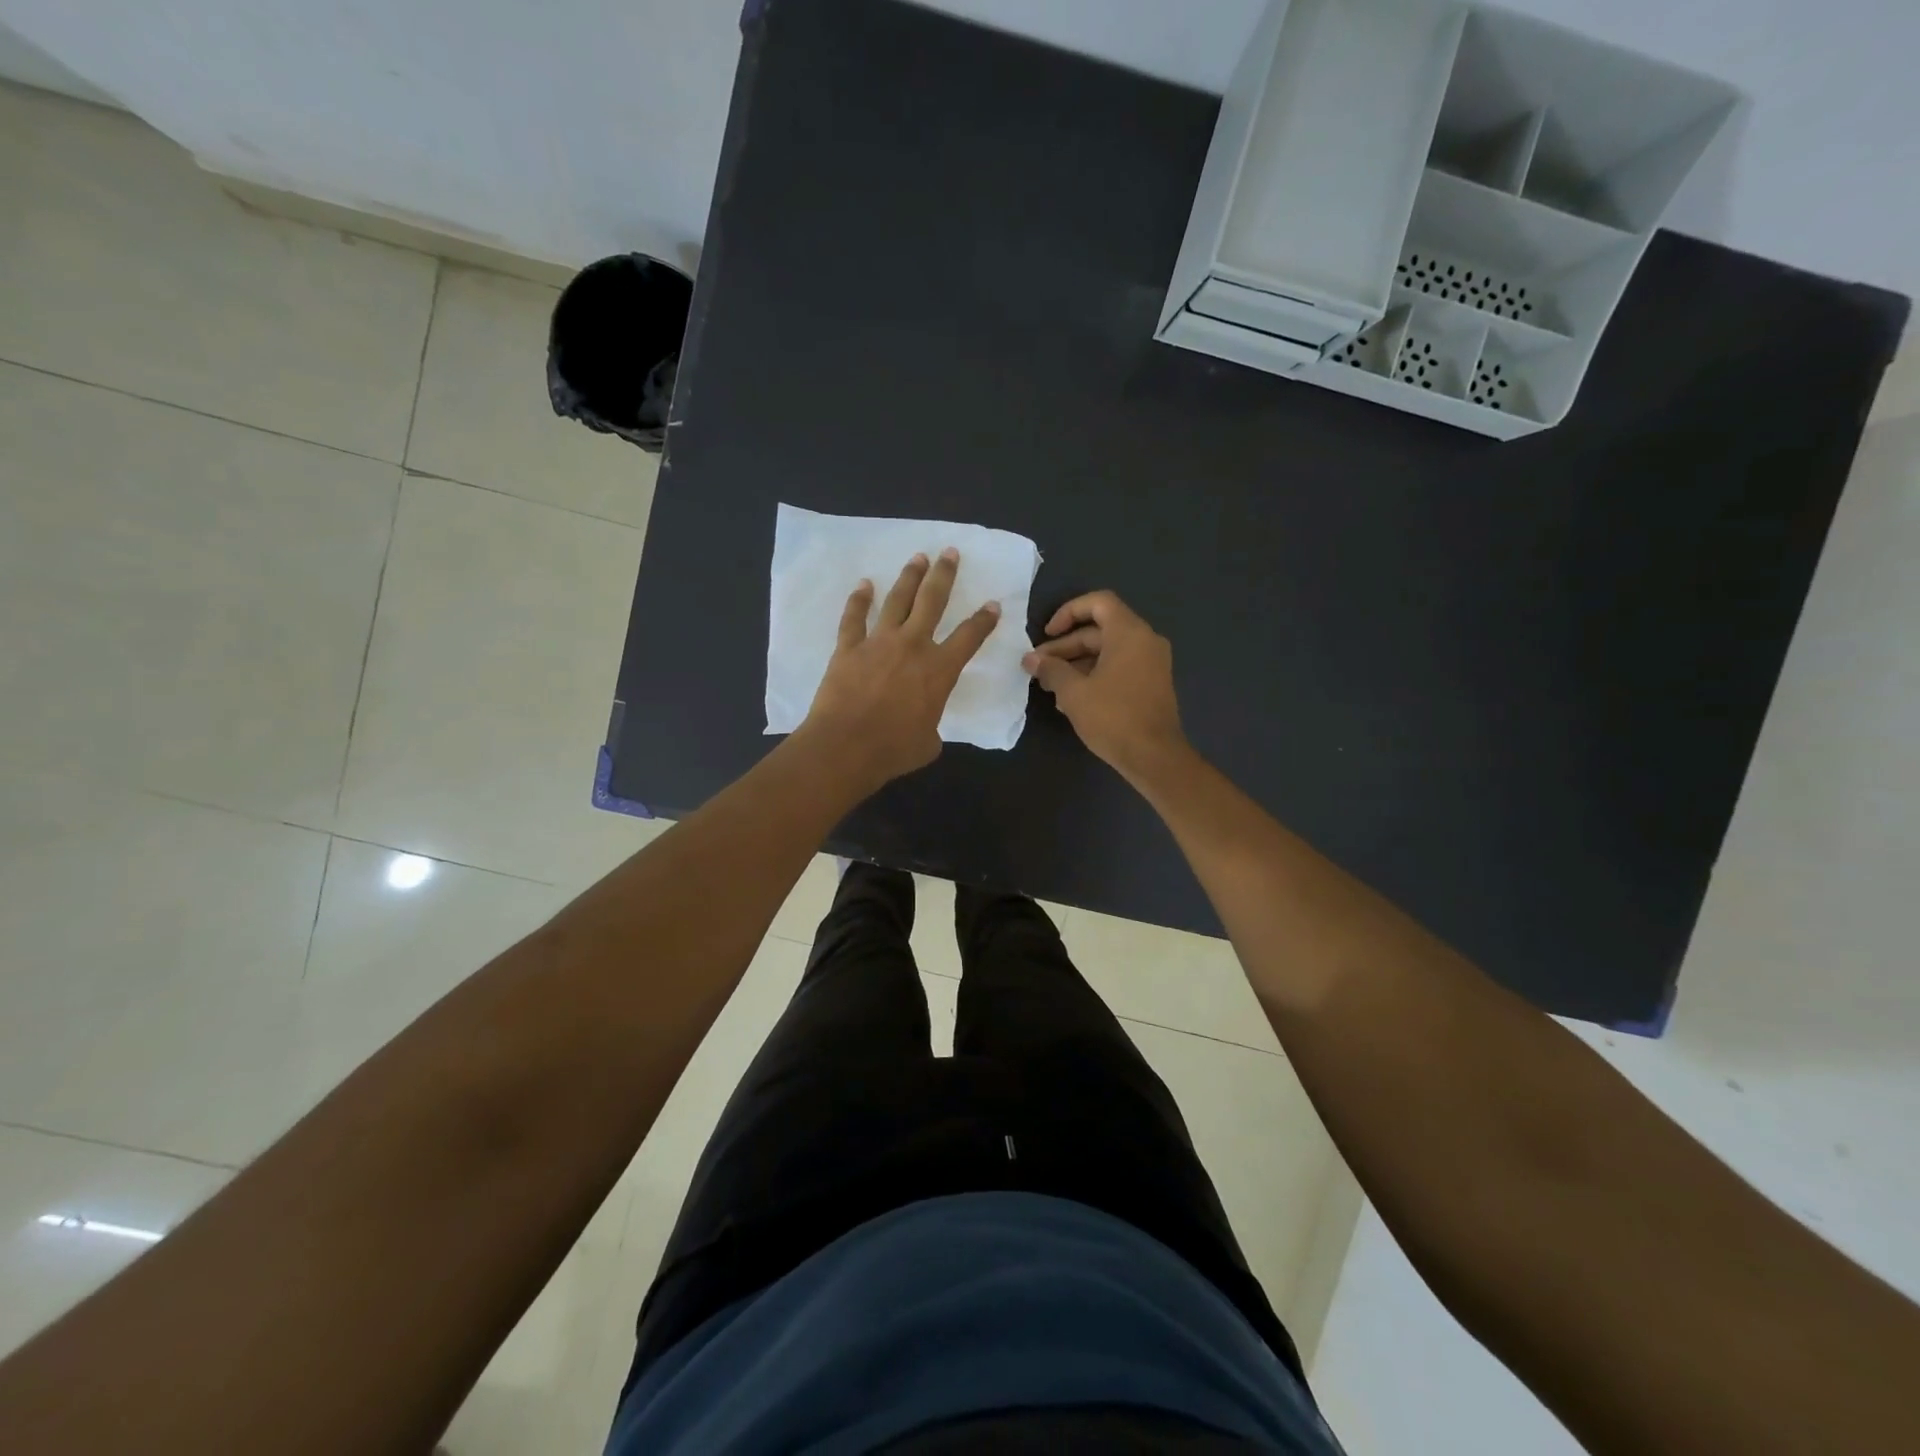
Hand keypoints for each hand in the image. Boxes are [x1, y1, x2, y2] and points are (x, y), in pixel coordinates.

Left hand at [800, 548, 1000, 792]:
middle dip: (944, 575)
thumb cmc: (893, 750)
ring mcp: (878, 642)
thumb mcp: (928, 742)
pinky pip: (854, 617)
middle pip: (932, 601)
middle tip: (949, 553)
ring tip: (917, 558)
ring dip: (909, 577)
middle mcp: (913, 646)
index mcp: (939, 670)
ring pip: (897, 600)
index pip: (970, 637)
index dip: (984, 620)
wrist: (846, 747)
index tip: (992, 604)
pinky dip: (859, 600)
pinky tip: (864, 585)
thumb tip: (924, 725)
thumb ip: (932, 724)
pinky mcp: (848, 648)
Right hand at [1023, 591, 1186, 779]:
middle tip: (1038, 667)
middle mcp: (1145, 641)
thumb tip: (1031, 659)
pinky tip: (1071, 699)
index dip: (1068, 612)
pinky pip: (1119, 668)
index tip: (1047, 634)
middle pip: (1099, 630)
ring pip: (1107, 652)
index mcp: (1129, 633)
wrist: (1154, 757)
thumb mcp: (1073, 691)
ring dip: (1076, 664)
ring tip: (1049, 687)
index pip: (1098, 602)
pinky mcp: (1151, 685)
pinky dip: (1094, 675)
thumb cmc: (1113, 717)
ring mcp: (1151, 664)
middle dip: (1065, 647)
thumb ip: (1051, 669)